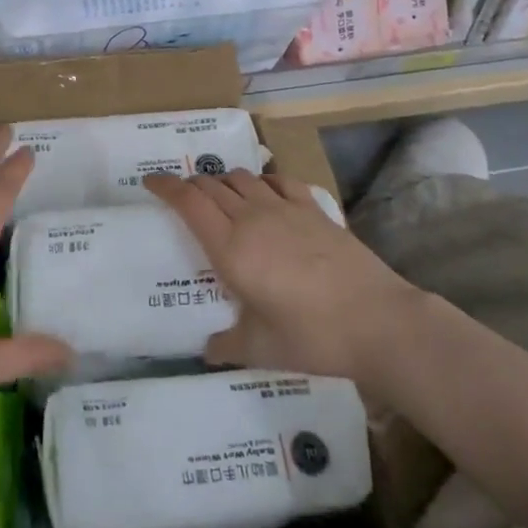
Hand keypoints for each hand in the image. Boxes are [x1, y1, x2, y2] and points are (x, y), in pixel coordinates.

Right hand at [144, 169, 416, 385]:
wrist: (377, 321)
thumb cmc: (311, 337)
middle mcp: (252, 219)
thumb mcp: (261, 349)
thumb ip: (228, 345)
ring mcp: (285, 209)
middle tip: (183, 196)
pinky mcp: (314, 208)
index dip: (165, 186)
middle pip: (211, 185)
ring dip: (223, 181)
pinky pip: (278, 180)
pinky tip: (265, 192)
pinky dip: (262, 180)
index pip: (188, 202)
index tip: (150, 181)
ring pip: (242, 178)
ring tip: (221, 195)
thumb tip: (208, 349)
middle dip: (190, 185)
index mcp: (230, 249)